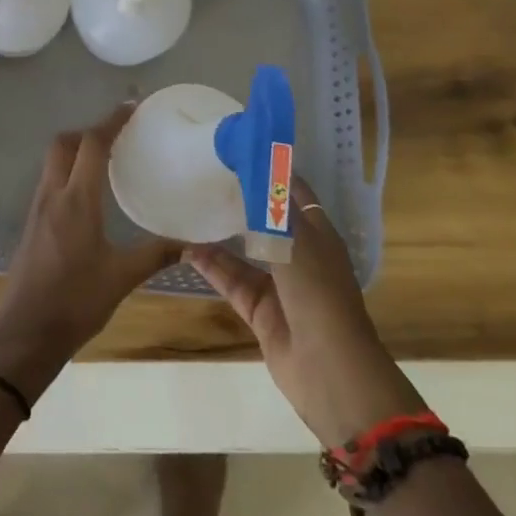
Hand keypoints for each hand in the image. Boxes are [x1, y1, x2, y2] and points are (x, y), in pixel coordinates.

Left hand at [0, 103, 180, 402]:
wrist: (25, 333)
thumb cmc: (76, 302)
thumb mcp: (122, 278)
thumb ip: (155, 255)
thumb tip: (190, 244)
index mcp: (76, 200)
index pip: (92, 144)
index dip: (111, 121)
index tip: (130, 108)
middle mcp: (53, 195)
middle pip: (64, 143)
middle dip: (88, 131)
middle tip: (116, 136)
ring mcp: (37, 208)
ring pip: (53, 161)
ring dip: (75, 150)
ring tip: (105, 161)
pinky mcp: (31, 223)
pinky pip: (49, 181)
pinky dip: (67, 172)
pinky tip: (86, 195)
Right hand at [187, 178, 423, 447]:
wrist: (329, 369)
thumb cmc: (318, 293)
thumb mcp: (295, 238)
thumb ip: (271, 202)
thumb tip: (256, 162)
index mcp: (317, 233)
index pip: (292, 190)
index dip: (269, 168)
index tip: (237, 145)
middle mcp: (298, 254)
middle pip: (266, 218)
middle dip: (239, 197)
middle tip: (204, 172)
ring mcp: (279, 284)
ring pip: (244, 249)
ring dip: (220, 232)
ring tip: (189, 206)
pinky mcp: (260, 310)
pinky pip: (231, 280)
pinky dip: (211, 266)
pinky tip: (186, 248)